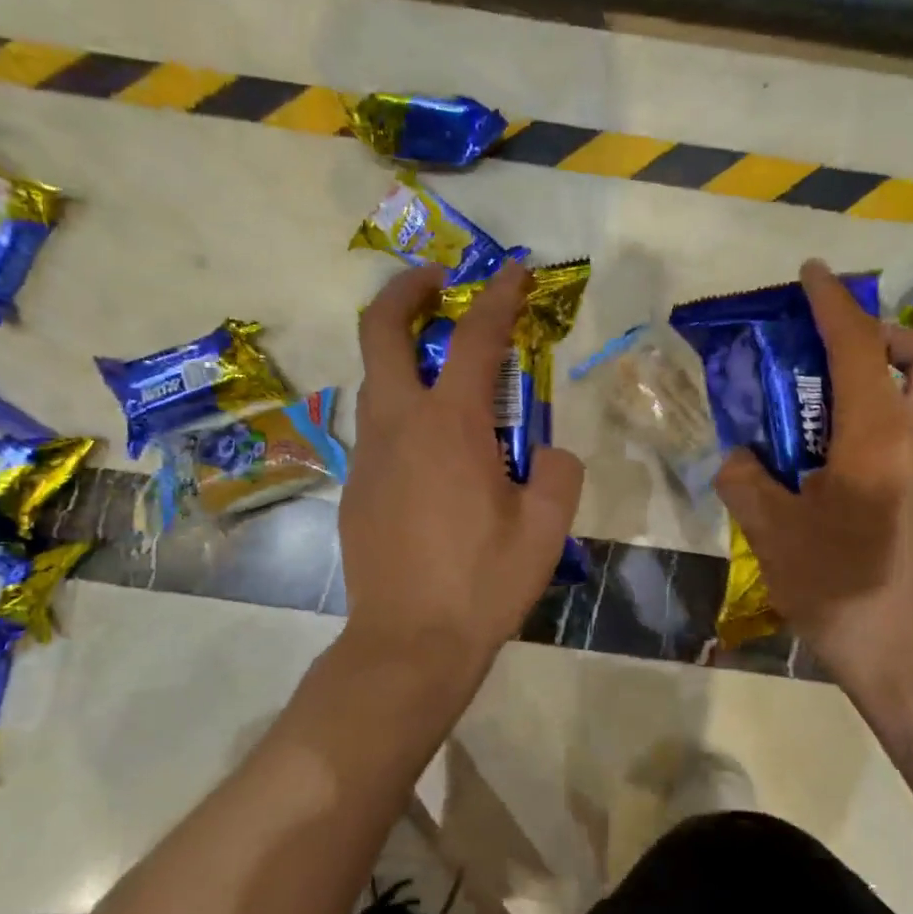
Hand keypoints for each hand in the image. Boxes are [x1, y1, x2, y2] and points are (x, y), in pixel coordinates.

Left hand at [342, 261, 584, 682]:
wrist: (408, 643)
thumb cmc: (483, 582)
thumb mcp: (546, 527)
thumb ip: (557, 472)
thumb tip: (547, 453)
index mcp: (450, 425)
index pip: (476, 338)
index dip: (498, 296)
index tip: (512, 270)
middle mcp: (399, 424)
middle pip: (382, 332)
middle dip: (407, 292)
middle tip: (437, 280)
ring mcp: (368, 455)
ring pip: (375, 379)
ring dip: (403, 353)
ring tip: (443, 366)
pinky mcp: (355, 487)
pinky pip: (378, 428)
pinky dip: (403, 410)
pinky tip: (434, 449)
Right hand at [715, 259, 912, 693]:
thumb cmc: (844, 592)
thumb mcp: (773, 535)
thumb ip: (747, 481)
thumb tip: (741, 457)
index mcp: (879, 438)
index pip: (858, 348)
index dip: (833, 302)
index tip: (812, 273)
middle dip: (893, 338)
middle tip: (842, 355)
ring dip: (895, 381)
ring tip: (831, 414)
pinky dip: (892, 425)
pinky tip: (843, 470)